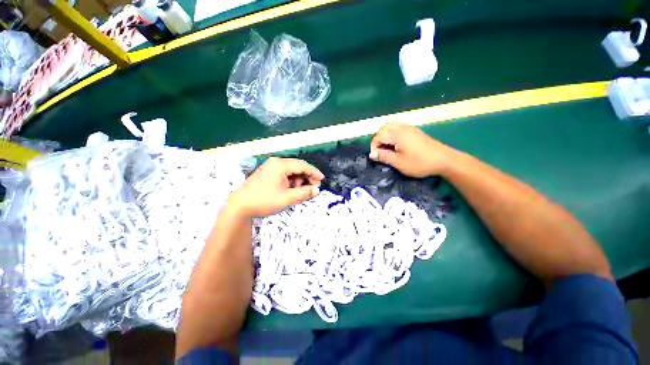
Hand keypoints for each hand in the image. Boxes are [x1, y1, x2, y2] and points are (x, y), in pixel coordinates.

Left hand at [228, 157, 324, 217]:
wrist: (239, 206)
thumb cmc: (264, 201)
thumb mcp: (287, 198)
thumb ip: (304, 193)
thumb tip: (317, 190)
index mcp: (280, 165)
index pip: (302, 165)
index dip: (314, 172)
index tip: (322, 180)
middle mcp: (275, 162)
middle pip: (297, 167)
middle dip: (307, 177)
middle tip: (313, 188)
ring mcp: (270, 167)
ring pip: (291, 171)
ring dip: (299, 180)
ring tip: (301, 191)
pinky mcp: (267, 173)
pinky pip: (284, 175)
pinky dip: (291, 182)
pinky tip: (292, 190)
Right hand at [369, 122, 453, 177]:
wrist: (444, 160)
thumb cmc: (419, 162)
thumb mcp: (399, 162)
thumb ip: (384, 156)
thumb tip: (372, 154)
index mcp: (397, 134)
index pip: (378, 136)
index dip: (374, 146)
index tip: (376, 157)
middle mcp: (403, 128)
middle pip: (384, 127)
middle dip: (378, 138)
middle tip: (380, 151)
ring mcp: (410, 128)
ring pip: (392, 126)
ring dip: (385, 135)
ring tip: (387, 147)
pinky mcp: (415, 131)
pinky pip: (399, 127)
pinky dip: (393, 133)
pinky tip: (396, 145)